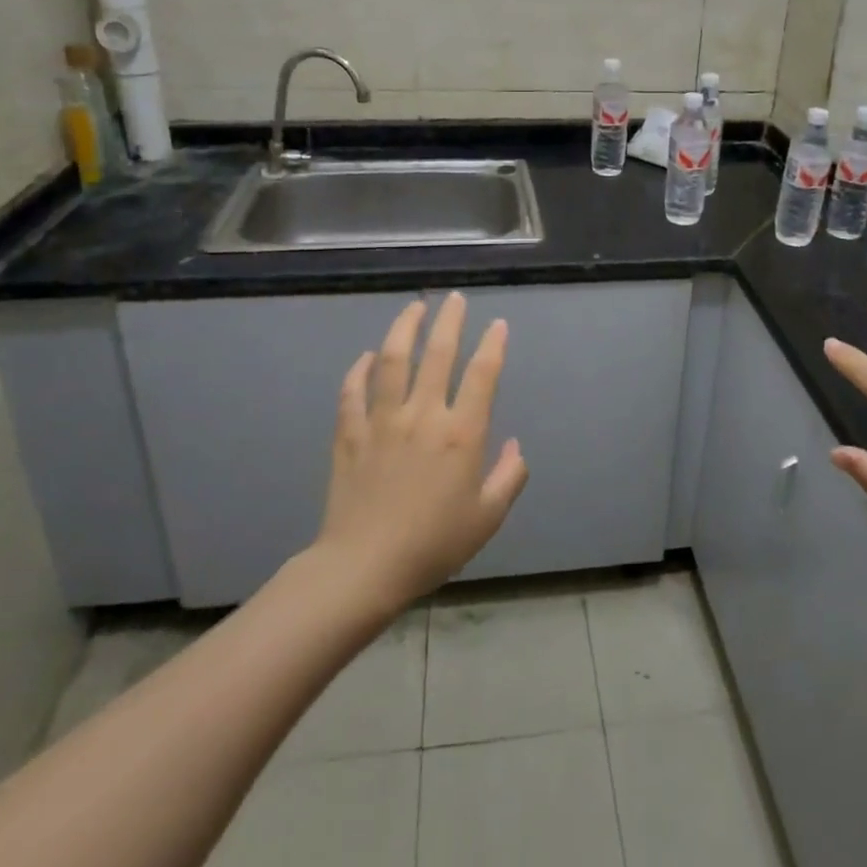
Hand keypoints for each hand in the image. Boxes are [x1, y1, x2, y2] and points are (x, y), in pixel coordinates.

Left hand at [316, 293, 528, 607]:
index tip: (498, 325)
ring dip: (404, 328)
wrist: (364, 567)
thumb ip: (509, 477)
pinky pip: (353, 391)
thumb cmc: (434, 544)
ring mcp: (382, 420)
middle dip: (450, 321)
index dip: (493, 345)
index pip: (482, 375)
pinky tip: (367, 357)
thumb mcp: (487, 517)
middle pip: (438, 353)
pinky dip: (360, 369)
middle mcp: (423, 415)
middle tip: (455, 299)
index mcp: (461, 434)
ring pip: (393, 360)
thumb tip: (516, 446)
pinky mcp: (350, 433)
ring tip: (414, 308)